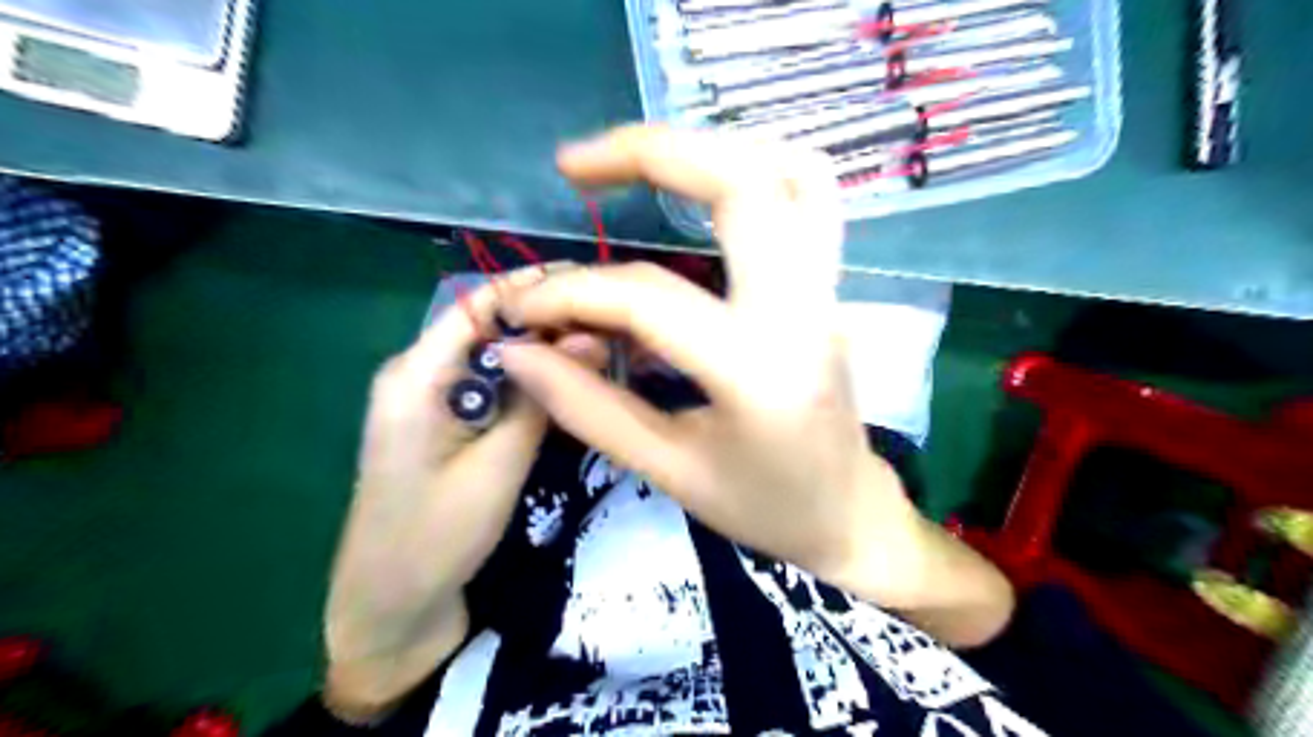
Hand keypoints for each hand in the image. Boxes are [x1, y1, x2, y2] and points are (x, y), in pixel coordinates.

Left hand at [325, 266, 601, 719]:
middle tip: (610, 323)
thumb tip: (589, 336)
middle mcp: (419, 373)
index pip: (479, 303)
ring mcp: (430, 399)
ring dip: (541, 351)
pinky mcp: (444, 423)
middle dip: (546, 320)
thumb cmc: (436, 536)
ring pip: (494, 356)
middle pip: (489, 326)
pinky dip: (528, 381)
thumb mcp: (498, 465)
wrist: (391, 606)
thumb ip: (541, 398)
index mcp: (416, 373)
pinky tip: (565, 384)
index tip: (594, 284)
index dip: (534, 286)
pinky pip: (491, 386)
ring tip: (600, 346)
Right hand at [504, 125, 1012, 644]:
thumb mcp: (669, 472)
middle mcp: (802, 310)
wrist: (847, 513)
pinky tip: (706, 189)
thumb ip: (588, 408)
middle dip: (648, 151)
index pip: (648, 299)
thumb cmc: (764, 508)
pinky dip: (755, 168)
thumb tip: (518, 352)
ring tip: (638, 162)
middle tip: (574, 165)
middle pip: (741, 183)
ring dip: (707, 148)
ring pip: (787, 171)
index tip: (526, 308)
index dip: (571, 293)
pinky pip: (809, 196)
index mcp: (758, 371)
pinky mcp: (831, 285)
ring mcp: (827, 289)